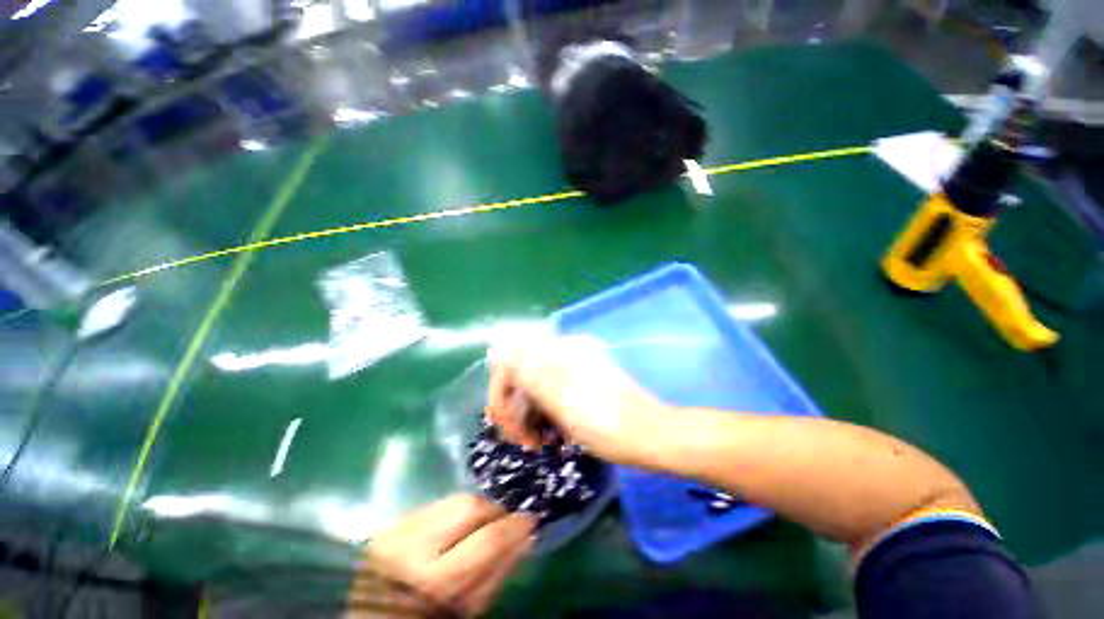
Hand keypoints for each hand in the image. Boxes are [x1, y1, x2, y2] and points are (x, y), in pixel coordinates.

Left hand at [354, 494, 535, 616]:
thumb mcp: (469, 611)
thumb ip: (499, 570)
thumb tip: (528, 533)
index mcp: (434, 582)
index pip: (487, 539)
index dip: (515, 526)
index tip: (531, 519)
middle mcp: (412, 546)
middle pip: (470, 505)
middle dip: (494, 510)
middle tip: (505, 521)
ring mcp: (398, 528)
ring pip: (455, 498)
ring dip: (476, 509)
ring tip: (480, 525)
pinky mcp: (393, 520)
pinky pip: (439, 502)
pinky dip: (456, 511)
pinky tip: (456, 527)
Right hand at [486, 335, 664, 464]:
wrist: (650, 436)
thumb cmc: (607, 425)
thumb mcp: (562, 401)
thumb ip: (528, 372)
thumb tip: (498, 350)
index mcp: (560, 353)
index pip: (511, 362)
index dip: (500, 392)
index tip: (502, 424)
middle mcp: (565, 353)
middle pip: (522, 375)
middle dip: (515, 408)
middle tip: (524, 441)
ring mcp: (574, 367)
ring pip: (535, 387)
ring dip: (528, 415)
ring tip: (538, 443)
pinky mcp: (581, 382)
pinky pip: (550, 394)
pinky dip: (544, 413)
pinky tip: (551, 434)